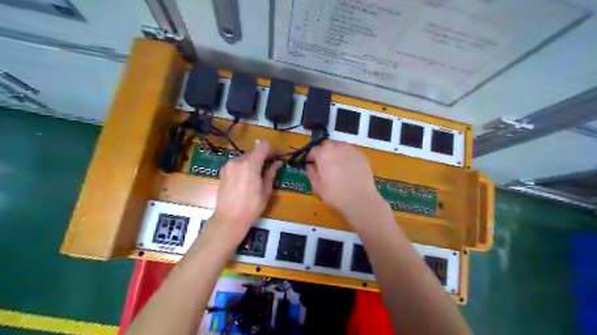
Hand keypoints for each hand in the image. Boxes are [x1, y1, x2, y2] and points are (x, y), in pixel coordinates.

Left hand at [212, 141, 281, 242]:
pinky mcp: (222, 172)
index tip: (275, 159)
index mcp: (250, 164)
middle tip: (267, 170)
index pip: (262, 146)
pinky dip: (242, 168)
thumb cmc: (252, 206)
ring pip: (244, 158)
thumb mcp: (266, 190)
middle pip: (253, 152)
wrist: (230, 218)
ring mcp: (228, 166)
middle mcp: (237, 161)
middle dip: (261, 158)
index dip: (270, 150)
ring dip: (251, 163)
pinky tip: (244, 180)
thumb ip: (271, 173)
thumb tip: (278, 163)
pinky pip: (236, 165)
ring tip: (255, 178)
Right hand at [308, 142, 386, 219]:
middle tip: (324, 165)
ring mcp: (350, 149)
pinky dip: (346, 156)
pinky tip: (348, 168)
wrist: (360, 198)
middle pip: (326, 146)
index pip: (313, 151)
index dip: (310, 158)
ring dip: (335, 153)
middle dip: (323, 153)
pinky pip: (349, 152)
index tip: (310, 165)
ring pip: (339, 146)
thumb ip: (311, 172)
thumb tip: (309, 165)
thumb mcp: (317, 186)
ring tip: (336, 165)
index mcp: (323, 153)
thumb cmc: (335, 194)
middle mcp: (336, 147)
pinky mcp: (361, 155)